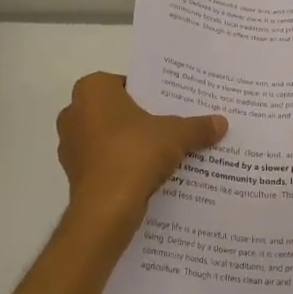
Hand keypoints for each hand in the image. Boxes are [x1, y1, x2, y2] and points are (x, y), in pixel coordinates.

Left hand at [56, 73, 226, 238]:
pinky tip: (148, 175)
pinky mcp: (74, 174)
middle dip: (141, 119)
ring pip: (109, 137)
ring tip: (164, 152)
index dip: (151, 94)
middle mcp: (74, 112)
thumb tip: (222, 123)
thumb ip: (197, 126)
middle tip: (171, 126)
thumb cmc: (134, 154)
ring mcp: (70, 145)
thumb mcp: (176, 135)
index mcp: (93, 90)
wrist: (106, 210)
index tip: (171, 106)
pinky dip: (122, 166)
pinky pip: (104, 162)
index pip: (127, 83)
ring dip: (131, 144)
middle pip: (118, 110)